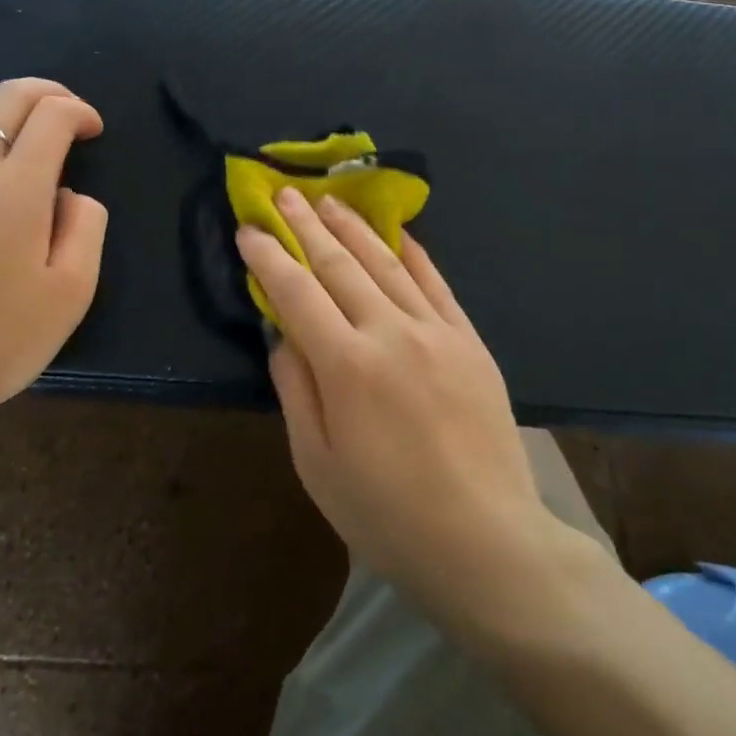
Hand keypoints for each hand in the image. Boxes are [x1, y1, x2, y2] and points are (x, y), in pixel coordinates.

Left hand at [0, 78, 106, 437]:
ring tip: (25, 123)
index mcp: (16, 188)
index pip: (52, 117)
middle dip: (46, 93)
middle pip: (7, 98)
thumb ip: (85, 226)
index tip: (93, 130)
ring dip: (4, 104)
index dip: (79, 112)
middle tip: (68, 112)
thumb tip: (70, 194)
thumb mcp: (72, 291)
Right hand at [237, 188, 582, 624]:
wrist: (487, 542)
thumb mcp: (316, 464)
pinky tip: (396, 233)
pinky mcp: (470, 341)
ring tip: (329, 200)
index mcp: (346, 366)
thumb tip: (282, 334)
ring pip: (386, 264)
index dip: (268, 256)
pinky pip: (437, 283)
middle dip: (306, 225)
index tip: (248, 229)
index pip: (296, 292)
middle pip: (339, 265)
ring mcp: (436, 332)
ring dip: (353, 228)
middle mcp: (390, 333)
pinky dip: (413, 253)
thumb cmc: (387, 514)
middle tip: (285, 194)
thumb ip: (296, 389)